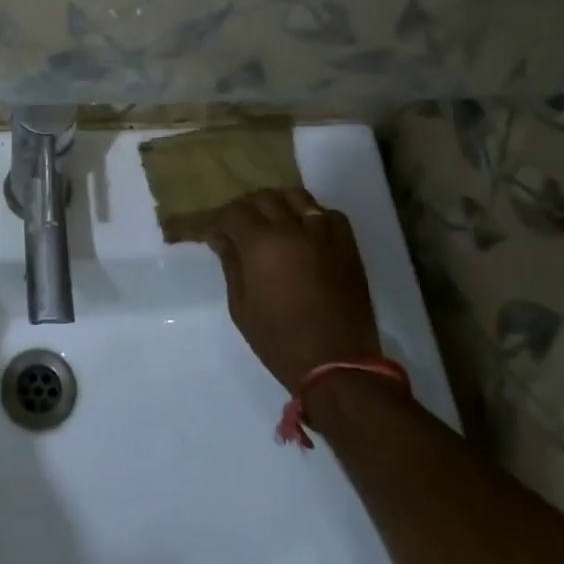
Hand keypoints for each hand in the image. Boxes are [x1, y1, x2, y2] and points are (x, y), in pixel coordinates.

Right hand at [207, 188, 380, 394]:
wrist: (337, 365)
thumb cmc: (279, 340)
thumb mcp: (241, 306)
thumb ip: (231, 264)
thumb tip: (221, 237)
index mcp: (261, 244)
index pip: (234, 212)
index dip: (221, 219)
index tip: (216, 233)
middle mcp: (292, 230)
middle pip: (265, 198)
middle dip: (248, 208)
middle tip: (241, 226)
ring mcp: (324, 235)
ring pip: (298, 197)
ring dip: (280, 204)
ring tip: (274, 221)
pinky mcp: (348, 247)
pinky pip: (329, 215)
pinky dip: (314, 216)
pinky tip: (307, 232)